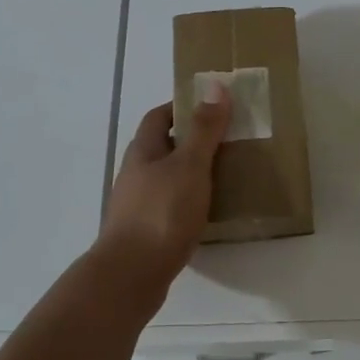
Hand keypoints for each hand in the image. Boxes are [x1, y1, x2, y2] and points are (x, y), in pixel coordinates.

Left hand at [97, 91, 231, 292]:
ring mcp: (137, 204)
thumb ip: (204, 129)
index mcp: (143, 151)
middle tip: (228, 140)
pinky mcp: (145, 232)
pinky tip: (209, 212)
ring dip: (192, 173)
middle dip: (192, 140)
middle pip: (163, 147)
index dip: (182, 107)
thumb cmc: (161, 212)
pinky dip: (189, 202)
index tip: (212, 106)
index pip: (159, 116)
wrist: (131, 275)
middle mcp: (135, 173)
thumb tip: (214, 85)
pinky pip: (170, 206)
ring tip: (225, 175)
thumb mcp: (190, 165)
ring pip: (167, 178)